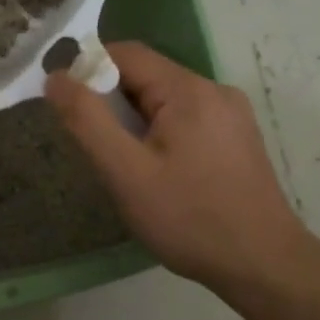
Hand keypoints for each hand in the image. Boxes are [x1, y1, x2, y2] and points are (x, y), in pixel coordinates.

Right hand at [45, 43, 313, 295]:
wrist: (264, 265)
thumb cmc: (190, 219)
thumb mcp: (126, 172)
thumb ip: (87, 120)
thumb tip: (56, 78)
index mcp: (189, 90)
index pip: (126, 54)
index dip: (88, 70)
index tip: (67, 105)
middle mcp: (215, 90)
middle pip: (147, 75)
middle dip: (111, 101)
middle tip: (94, 144)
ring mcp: (231, 114)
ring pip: (165, 99)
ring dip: (134, 119)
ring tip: (123, 163)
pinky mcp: (238, 138)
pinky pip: (186, 118)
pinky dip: (160, 132)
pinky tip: (157, 171)